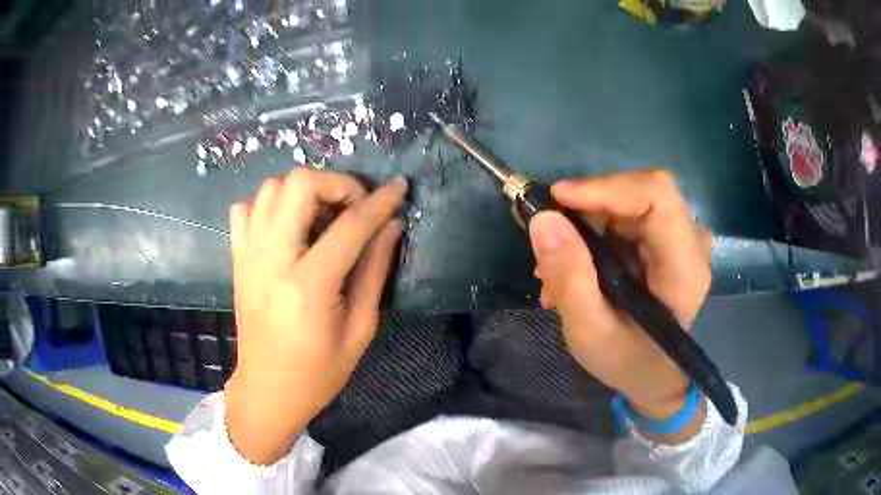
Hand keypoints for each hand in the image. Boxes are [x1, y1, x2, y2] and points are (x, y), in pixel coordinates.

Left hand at [224, 170, 406, 464]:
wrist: (267, 390)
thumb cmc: (318, 372)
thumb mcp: (360, 328)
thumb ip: (375, 270)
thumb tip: (392, 225)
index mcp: (307, 287)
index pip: (349, 225)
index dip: (379, 202)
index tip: (399, 189)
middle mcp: (271, 260)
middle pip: (299, 185)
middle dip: (337, 184)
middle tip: (356, 206)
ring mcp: (248, 256)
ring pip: (272, 187)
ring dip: (304, 191)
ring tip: (324, 215)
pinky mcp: (237, 259)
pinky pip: (246, 208)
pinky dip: (269, 205)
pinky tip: (288, 226)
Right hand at [528, 171, 712, 440]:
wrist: (652, 377)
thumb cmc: (627, 362)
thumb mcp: (589, 332)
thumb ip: (569, 279)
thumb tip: (543, 220)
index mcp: (684, 268)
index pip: (656, 197)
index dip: (607, 187)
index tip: (558, 199)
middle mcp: (691, 244)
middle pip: (640, 194)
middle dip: (588, 208)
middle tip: (549, 237)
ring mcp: (681, 241)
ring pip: (629, 202)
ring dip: (586, 223)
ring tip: (554, 264)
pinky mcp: (667, 243)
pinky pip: (628, 217)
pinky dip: (594, 232)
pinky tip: (572, 263)